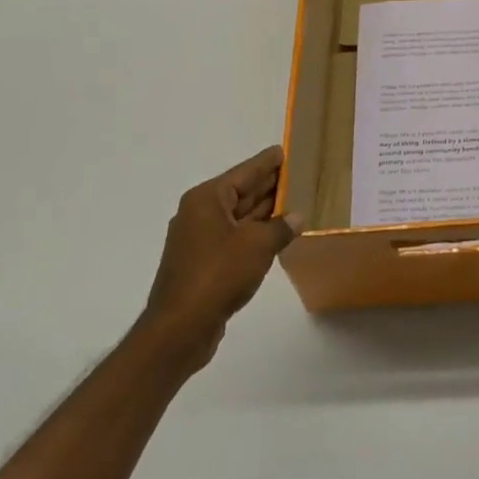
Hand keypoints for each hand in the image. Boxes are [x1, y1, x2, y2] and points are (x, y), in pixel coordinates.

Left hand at [140, 145, 301, 367]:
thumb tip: (297, 217)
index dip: (266, 162)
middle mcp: (199, 213)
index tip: (284, 150)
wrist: (180, 327)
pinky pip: (234, 238)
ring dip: (263, 212)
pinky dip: (254, 234)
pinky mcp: (202, 264)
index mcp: (207, 199)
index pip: (244, 172)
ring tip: (294, 202)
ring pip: (238, 217)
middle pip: (240, 193)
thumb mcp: (258, 245)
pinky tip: (275, 236)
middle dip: (268, 186)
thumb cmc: (218, 274)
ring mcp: (198, 240)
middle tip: (297, 175)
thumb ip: (281, 227)